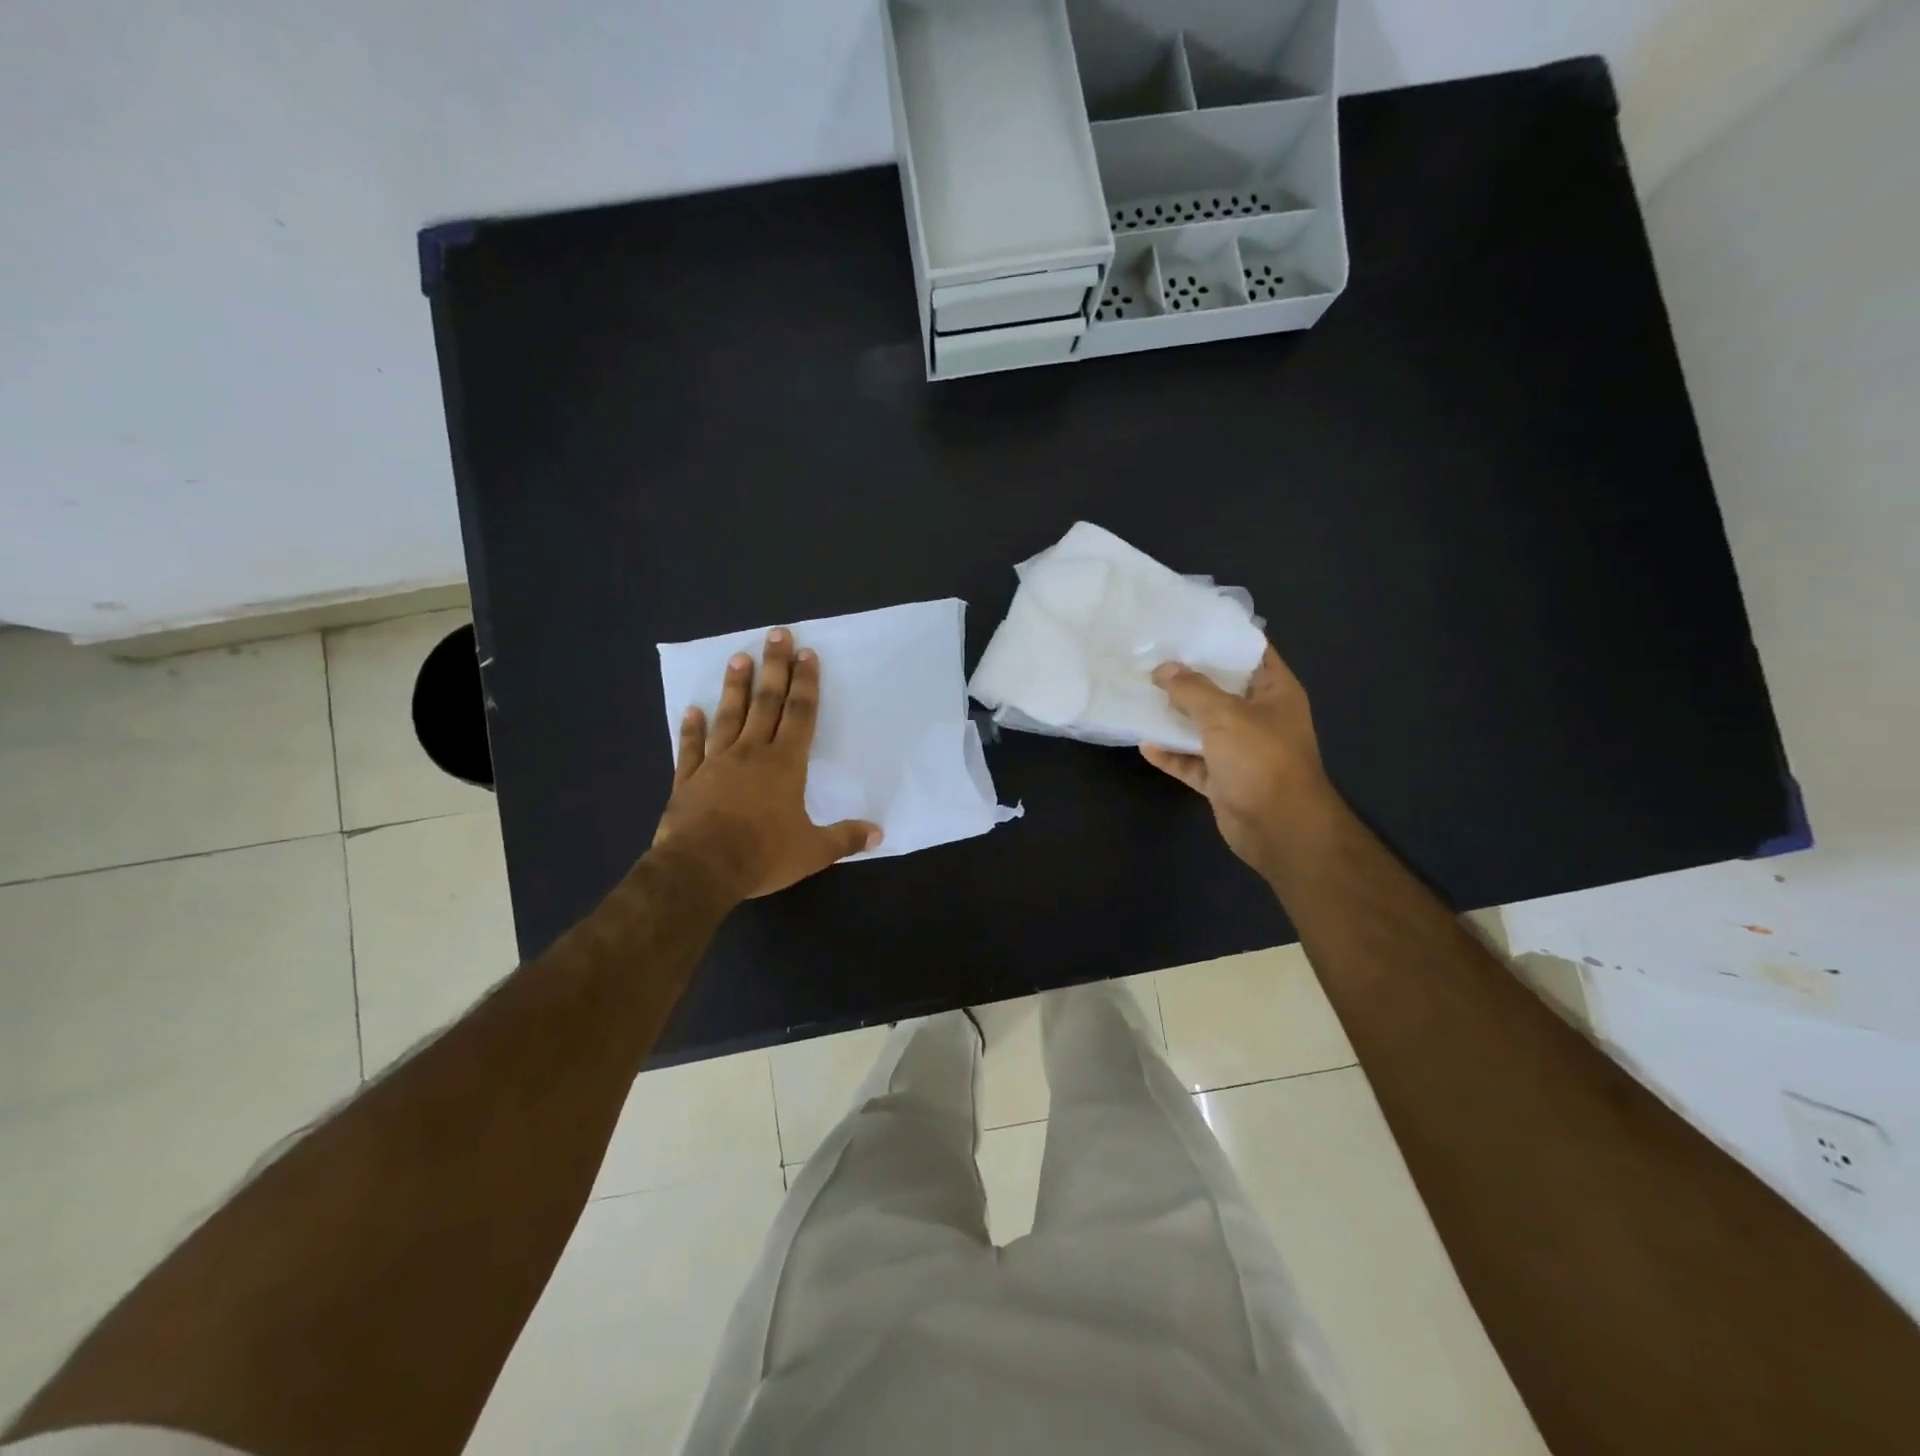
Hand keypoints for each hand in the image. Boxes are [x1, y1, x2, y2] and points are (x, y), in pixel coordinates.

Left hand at [651, 629, 880, 902]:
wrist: (700, 869)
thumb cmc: (761, 855)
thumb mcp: (812, 852)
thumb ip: (845, 838)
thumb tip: (879, 833)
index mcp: (784, 765)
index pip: (799, 714)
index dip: (806, 684)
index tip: (807, 654)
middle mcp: (751, 753)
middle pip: (765, 702)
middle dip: (774, 667)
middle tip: (776, 634)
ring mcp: (715, 763)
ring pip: (728, 717)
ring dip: (735, 687)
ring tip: (738, 658)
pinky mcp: (688, 780)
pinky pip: (689, 748)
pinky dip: (690, 728)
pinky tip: (690, 710)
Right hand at [1141, 644, 1336, 876]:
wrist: (1279, 828)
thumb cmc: (1261, 759)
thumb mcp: (1225, 715)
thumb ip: (1192, 689)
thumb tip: (1163, 669)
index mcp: (1275, 692)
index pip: (1251, 652)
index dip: (1221, 637)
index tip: (1186, 625)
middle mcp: (1259, 717)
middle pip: (1221, 689)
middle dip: (1188, 677)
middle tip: (1151, 658)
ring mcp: (1241, 750)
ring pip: (1202, 727)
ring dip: (1174, 717)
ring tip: (1140, 696)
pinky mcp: (1222, 779)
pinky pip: (1192, 761)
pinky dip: (1171, 754)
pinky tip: (1145, 744)